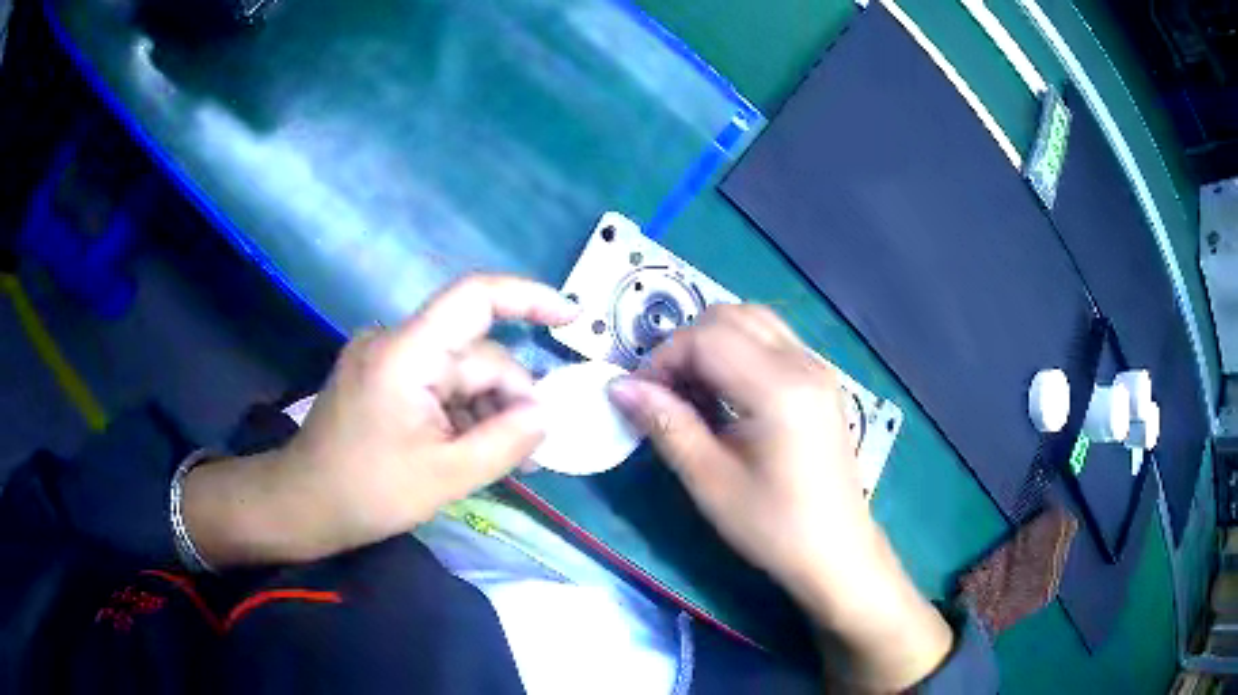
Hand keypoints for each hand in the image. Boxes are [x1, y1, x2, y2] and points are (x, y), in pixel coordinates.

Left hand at [183, 274, 577, 566]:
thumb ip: (505, 441)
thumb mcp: (446, 476)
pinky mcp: (381, 378)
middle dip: (508, 397)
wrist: (301, 505)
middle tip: (530, 452)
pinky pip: (436, 384)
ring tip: (500, 460)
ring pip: (458, 372)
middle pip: (474, 352)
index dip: (529, 297)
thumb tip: (546, 413)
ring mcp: (386, 359)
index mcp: (407, 353)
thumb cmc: (367, 492)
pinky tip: (469, 450)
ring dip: (485, 411)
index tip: (573, 319)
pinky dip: (460, 413)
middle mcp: (396, 341)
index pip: (475, 296)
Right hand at [607, 305, 950, 691]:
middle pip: (730, 316)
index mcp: (780, 389)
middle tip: (666, 394)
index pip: (708, 337)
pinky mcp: (821, 380)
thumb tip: (620, 387)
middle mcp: (804, 363)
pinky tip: (727, 395)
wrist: (838, 552)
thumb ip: (667, 425)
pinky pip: (772, 340)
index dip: (664, 358)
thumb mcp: (711, 483)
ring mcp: (818, 368)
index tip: (642, 398)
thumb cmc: (775, 527)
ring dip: (713, 343)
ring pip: (753, 321)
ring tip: (694, 392)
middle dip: (686, 345)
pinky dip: (738, 351)